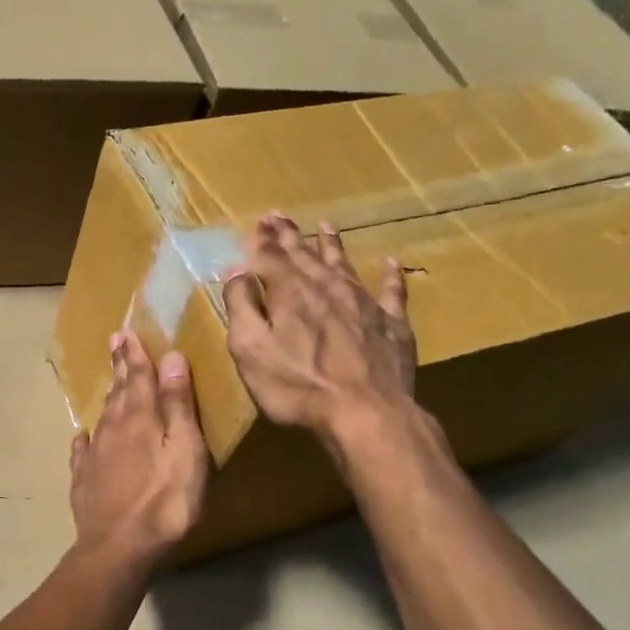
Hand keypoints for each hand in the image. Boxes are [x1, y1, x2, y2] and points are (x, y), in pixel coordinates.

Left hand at [69, 332, 207, 569]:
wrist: (119, 547)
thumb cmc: (165, 501)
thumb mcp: (185, 451)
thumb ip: (178, 405)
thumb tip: (171, 358)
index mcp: (140, 419)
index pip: (138, 377)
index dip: (134, 354)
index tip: (126, 333)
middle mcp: (113, 429)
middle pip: (118, 391)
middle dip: (119, 366)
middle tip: (114, 342)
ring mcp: (94, 455)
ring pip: (103, 416)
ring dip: (109, 396)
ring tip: (111, 382)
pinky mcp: (84, 481)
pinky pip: (83, 451)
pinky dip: (85, 439)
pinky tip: (83, 437)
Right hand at [221, 213, 417, 438]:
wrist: (366, 414)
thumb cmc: (297, 385)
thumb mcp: (250, 348)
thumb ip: (241, 306)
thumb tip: (236, 270)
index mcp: (290, 292)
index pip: (270, 257)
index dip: (261, 240)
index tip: (257, 222)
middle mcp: (327, 287)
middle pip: (305, 254)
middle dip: (289, 235)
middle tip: (279, 216)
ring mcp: (364, 304)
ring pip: (345, 265)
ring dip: (332, 245)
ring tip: (325, 225)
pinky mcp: (393, 325)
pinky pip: (392, 293)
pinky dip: (390, 276)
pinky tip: (391, 263)